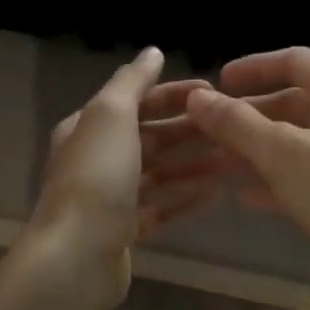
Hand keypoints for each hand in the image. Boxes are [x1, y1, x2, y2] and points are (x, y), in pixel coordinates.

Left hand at [22, 49, 224, 309]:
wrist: (75, 257)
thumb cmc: (96, 177)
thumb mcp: (111, 115)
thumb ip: (132, 82)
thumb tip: (152, 52)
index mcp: (89, 128)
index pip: (137, 101)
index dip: (175, 94)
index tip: (216, 93)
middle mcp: (97, 159)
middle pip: (151, 137)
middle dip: (190, 131)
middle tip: (233, 129)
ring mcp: (110, 198)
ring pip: (159, 174)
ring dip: (194, 166)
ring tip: (233, 161)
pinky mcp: (124, 232)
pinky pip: (161, 209)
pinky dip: (186, 200)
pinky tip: (217, 197)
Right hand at [165, 47, 309, 287]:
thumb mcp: (282, 152)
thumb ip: (237, 123)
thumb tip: (196, 98)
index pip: (292, 60)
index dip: (252, 68)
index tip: (217, 82)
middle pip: (291, 102)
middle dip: (246, 118)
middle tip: (205, 131)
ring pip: (296, 141)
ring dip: (255, 151)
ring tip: (214, 165)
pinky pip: (308, 172)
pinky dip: (277, 179)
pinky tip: (245, 198)